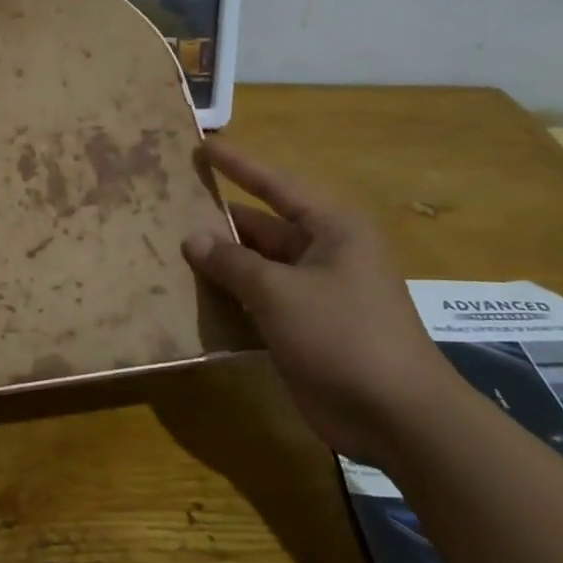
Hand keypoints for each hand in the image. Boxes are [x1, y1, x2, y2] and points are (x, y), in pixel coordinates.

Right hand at [181, 140, 461, 465]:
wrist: (396, 416)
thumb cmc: (342, 335)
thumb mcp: (280, 293)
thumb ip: (233, 263)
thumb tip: (192, 238)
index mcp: (330, 228)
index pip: (275, 184)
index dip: (237, 164)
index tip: (203, 145)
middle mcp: (323, 252)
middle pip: (261, 226)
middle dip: (218, 221)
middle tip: (168, 207)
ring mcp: (313, 291)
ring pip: (256, 266)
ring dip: (219, 262)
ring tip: (167, 249)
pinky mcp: (303, 326)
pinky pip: (258, 300)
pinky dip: (230, 297)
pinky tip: (190, 295)